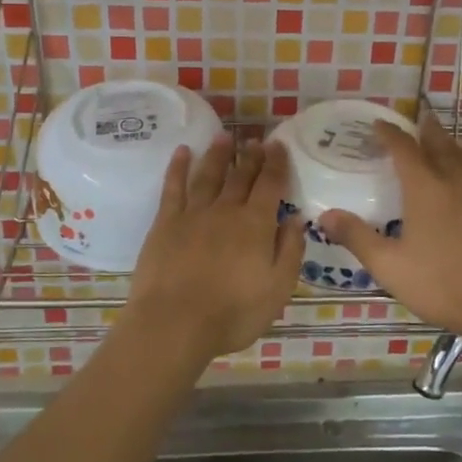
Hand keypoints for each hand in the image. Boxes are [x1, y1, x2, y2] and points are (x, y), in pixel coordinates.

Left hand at [123, 136, 305, 360]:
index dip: (276, 163)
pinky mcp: (165, 223)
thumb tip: (296, 217)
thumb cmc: (232, 313)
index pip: (270, 185)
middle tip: (255, 140)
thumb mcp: (277, 289)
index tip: (279, 145)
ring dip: (218, 155)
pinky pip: (173, 187)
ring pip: (208, 175)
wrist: (174, 324)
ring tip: (224, 137)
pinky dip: (178, 167)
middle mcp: (226, 210)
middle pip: (241, 176)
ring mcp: (193, 214)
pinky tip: (182, 152)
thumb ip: (289, 250)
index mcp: (256, 225)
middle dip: (250, 156)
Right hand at [319, 114, 461, 346]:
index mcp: (427, 189)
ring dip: (449, 147)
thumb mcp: (389, 266)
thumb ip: (357, 237)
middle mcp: (457, 183)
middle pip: (440, 145)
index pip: (404, 149)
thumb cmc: (442, 285)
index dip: (389, 133)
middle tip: (418, 119)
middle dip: (426, 130)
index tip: (378, 124)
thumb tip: (326, 216)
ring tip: (441, 145)